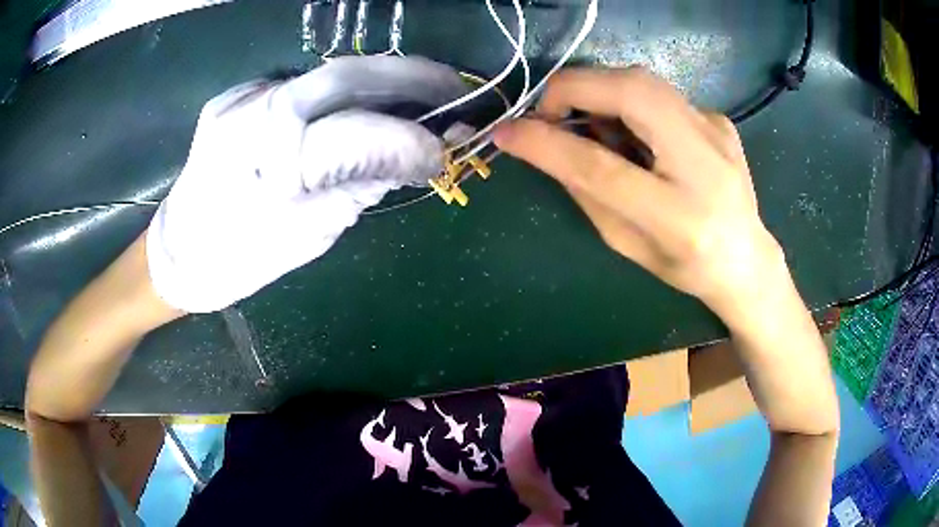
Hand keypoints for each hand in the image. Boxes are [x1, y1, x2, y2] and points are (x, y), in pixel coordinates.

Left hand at [147, 56, 470, 312]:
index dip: (412, 140)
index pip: (359, 135)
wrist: (178, 250)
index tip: (449, 151)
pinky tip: (365, 103)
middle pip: (345, 76)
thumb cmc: (240, 260)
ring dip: (382, 79)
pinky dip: (342, 91)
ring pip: (326, 74)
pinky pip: (302, 85)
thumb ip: (360, 187)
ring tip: (423, 91)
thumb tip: (414, 159)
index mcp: (269, 167)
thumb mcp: (308, 237)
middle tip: (454, 87)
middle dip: (410, 76)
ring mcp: (241, 98)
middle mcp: (253, 115)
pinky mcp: (235, 95)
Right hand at [494, 67, 784, 318]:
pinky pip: (660, 95)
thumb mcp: (627, 244)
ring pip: (644, 81)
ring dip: (599, 89)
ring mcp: (717, 132)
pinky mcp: (718, 118)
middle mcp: (705, 164)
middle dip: (574, 88)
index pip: (601, 167)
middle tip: (549, 110)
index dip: (546, 143)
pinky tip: (635, 132)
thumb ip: (587, 192)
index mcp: (680, 219)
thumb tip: (547, 146)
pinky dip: (630, 102)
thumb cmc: (685, 266)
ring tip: (587, 120)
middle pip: (632, 93)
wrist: (746, 258)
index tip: (506, 132)